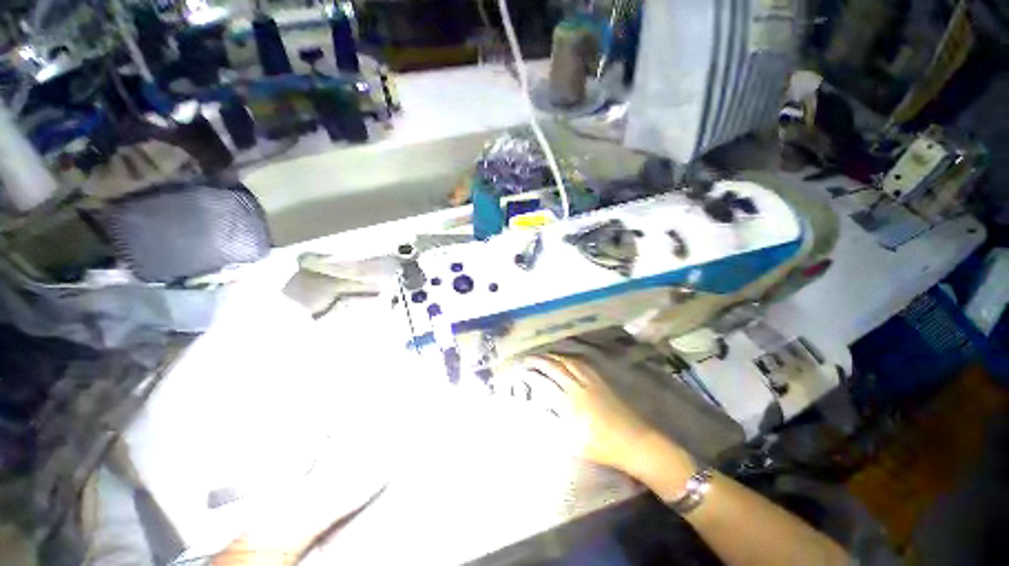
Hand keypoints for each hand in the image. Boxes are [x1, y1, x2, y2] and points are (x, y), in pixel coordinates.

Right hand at [517, 354, 692, 481]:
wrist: (633, 441)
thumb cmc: (601, 446)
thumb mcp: (571, 442)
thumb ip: (550, 424)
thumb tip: (534, 409)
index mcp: (569, 403)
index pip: (544, 382)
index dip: (530, 375)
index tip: (520, 371)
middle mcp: (577, 386)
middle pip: (555, 367)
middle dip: (539, 360)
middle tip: (527, 358)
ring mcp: (590, 381)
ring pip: (567, 362)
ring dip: (553, 357)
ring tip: (543, 356)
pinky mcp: (600, 380)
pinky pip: (581, 363)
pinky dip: (569, 359)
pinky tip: (565, 359)